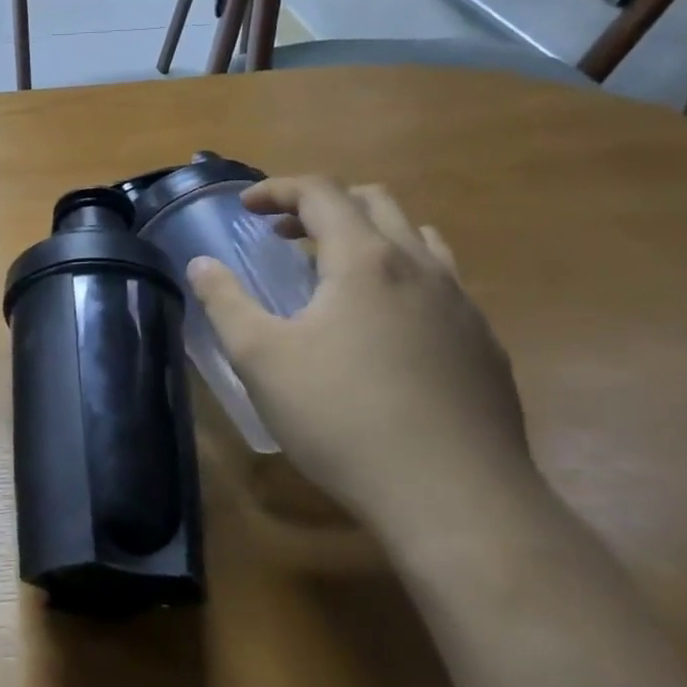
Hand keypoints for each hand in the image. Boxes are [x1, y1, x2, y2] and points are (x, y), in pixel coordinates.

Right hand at [187, 176, 532, 543]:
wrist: (455, 497)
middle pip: (375, 202)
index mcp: (365, 260)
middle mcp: (421, 268)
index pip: (322, 193)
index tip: (245, 208)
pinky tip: (382, 327)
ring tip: (334, 272)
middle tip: (284, 236)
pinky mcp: (484, 345)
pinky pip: (442, 283)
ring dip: (368, 236)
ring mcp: (462, 306)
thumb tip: (201, 265)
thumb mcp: (260, 358)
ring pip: (417, 239)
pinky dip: (402, 276)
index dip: (278, 189)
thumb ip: (225, 302)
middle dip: (321, 206)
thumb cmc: (341, 418)